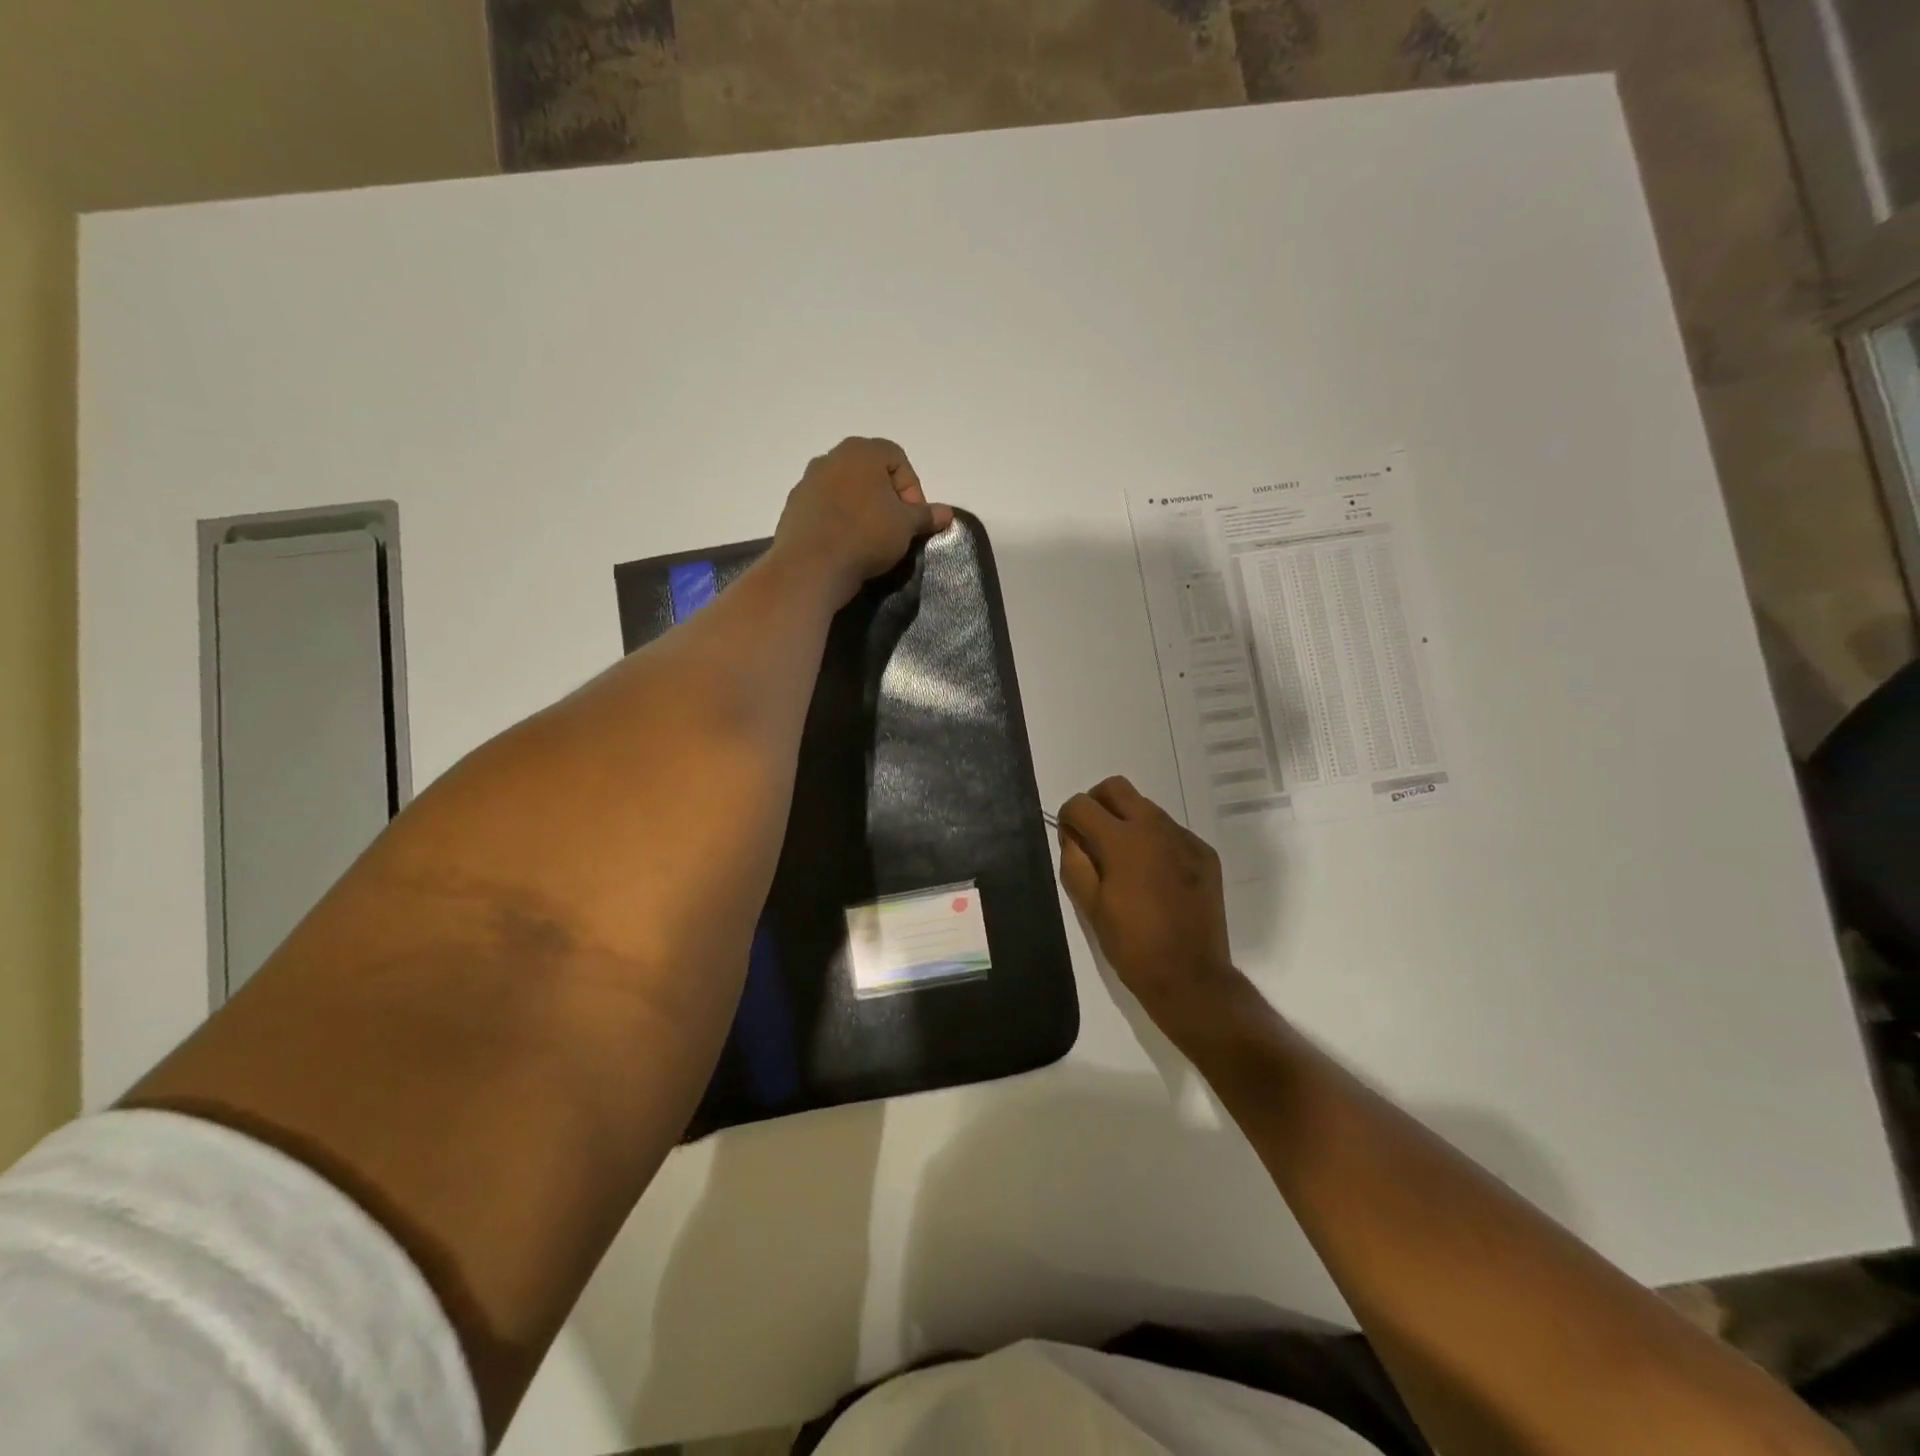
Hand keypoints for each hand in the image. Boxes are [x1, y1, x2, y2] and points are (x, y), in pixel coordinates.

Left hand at [773, 438, 953, 604]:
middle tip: (896, 529)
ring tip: (870, 540)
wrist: (811, 567)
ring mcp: (807, 482)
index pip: (898, 459)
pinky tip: (845, 547)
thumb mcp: (906, 527)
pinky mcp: (794, 509)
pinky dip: (839, 522)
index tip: (914, 519)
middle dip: (887, 499)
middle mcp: (830, 458)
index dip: (913, 489)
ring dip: (862, 510)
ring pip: (846, 491)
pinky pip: (825, 510)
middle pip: (870, 473)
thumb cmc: (866, 536)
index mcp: (860, 452)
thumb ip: (926, 515)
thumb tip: (947, 513)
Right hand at [1057, 776, 1245, 1030]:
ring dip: (1128, 822)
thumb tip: (1071, 835)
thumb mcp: (1089, 906)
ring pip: (1147, 808)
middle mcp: (1154, 827)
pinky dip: (1156, 842)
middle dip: (1097, 804)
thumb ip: (1074, 861)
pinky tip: (1156, 878)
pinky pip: (1172, 832)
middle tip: (1093, 837)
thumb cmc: (1131, 945)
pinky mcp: (1205, 854)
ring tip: (1126, 863)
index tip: (1070, 841)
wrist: (1191, 976)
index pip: (1081, 804)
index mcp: (1121, 840)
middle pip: (1116, 788)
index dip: (1068, 818)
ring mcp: (1184, 838)